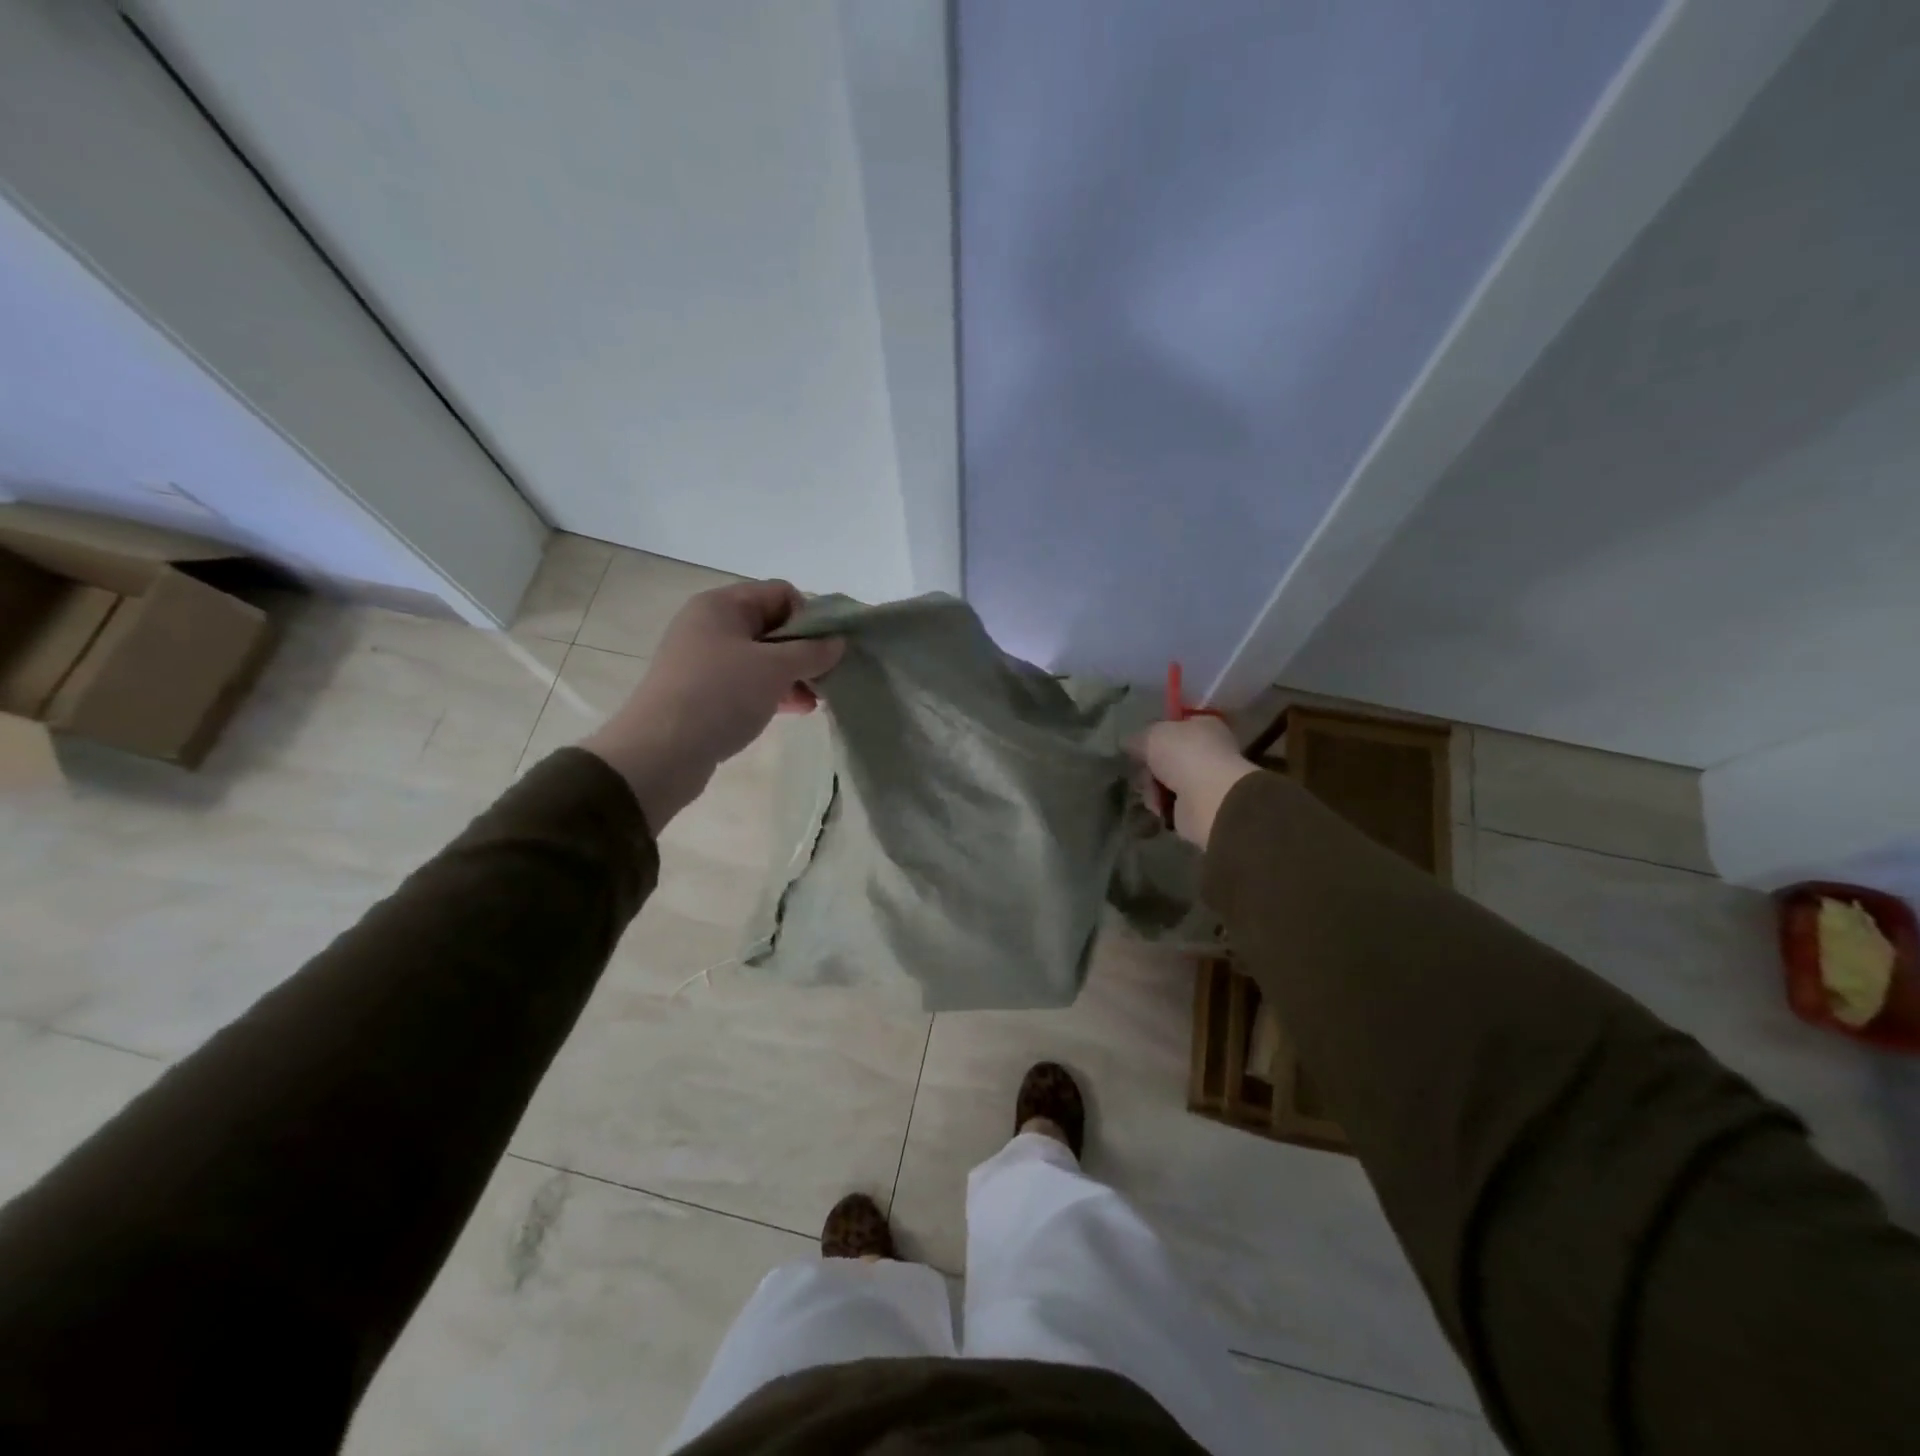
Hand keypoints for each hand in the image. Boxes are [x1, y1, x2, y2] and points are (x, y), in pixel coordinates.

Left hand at [581, 579, 842, 830]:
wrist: (660, 752)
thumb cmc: (720, 696)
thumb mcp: (774, 668)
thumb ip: (812, 652)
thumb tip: (838, 642)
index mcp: (722, 605)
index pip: (780, 594)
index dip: (809, 617)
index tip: (825, 650)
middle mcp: (711, 625)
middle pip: (773, 626)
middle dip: (805, 650)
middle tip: (827, 677)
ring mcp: (705, 661)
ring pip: (763, 658)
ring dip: (793, 674)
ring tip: (816, 700)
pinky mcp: (704, 693)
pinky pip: (748, 682)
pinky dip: (774, 692)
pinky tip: (796, 710)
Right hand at [1129, 717, 1258, 848]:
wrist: (1208, 799)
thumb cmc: (1184, 755)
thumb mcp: (1150, 735)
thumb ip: (1136, 738)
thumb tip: (1128, 744)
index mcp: (1204, 725)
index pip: (1174, 726)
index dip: (1154, 735)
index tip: (1138, 745)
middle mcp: (1207, 751)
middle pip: (1165, 757)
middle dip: (1148, 766)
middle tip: (1142, 771)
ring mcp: (1203, 780)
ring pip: (1163, 781)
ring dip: (1151, 787)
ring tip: (1152, 792)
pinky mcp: (1197, 807)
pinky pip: (1168, 802)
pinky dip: (1160, 805)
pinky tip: (1159, 806)